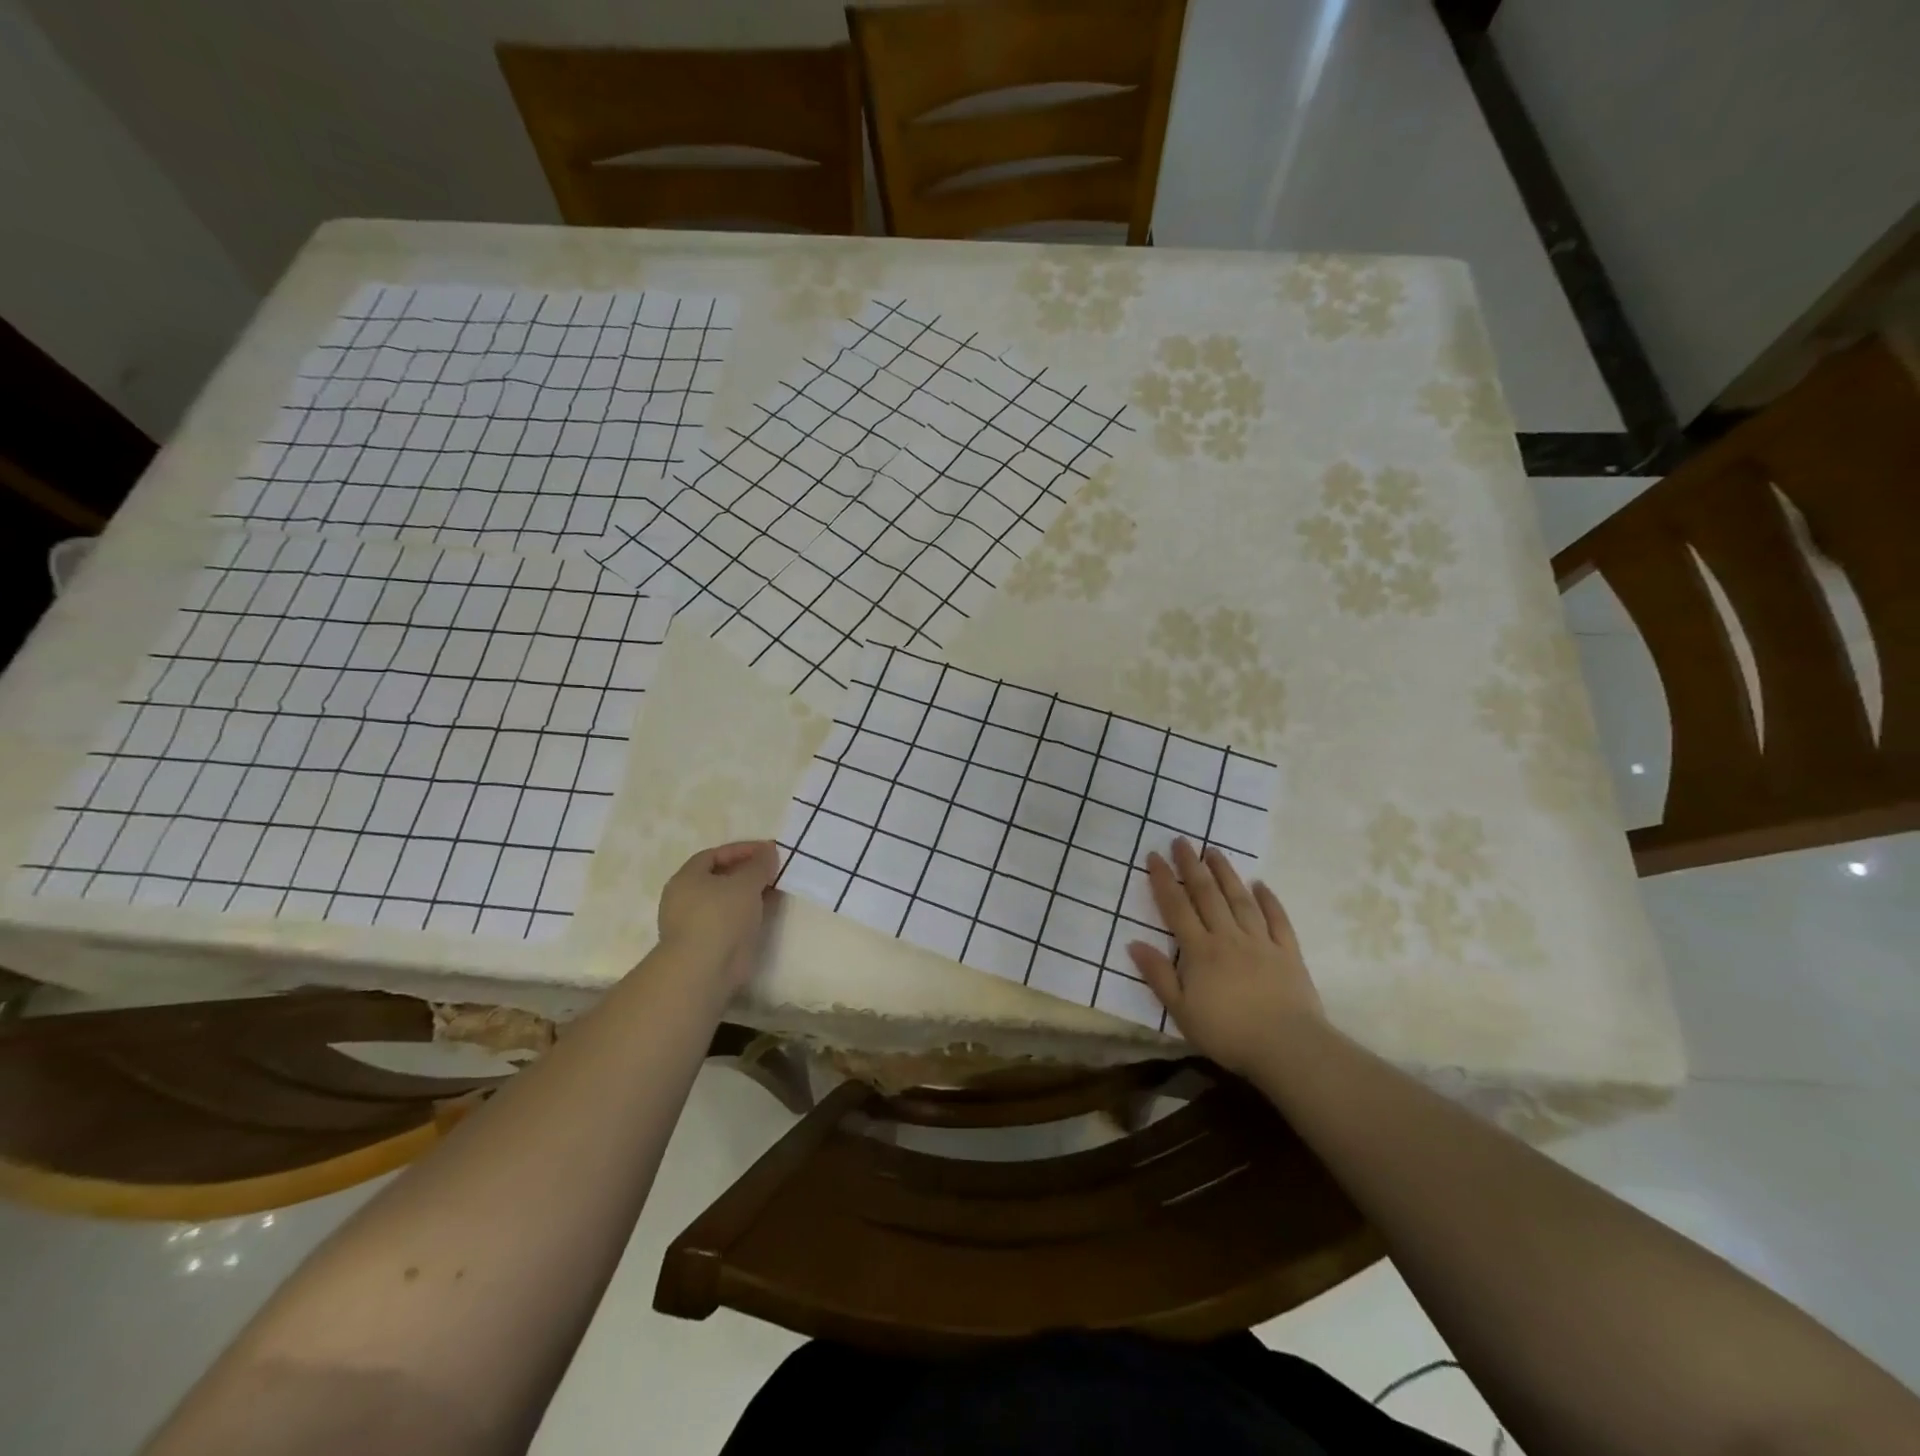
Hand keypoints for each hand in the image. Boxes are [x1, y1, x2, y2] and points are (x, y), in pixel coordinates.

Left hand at [656, 841, 780, 991]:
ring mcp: (694, 923)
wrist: (704, 969)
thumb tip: (769, 850)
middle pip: (719, 877)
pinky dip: (747, 913)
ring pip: (726, 900)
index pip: (714, 855)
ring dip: (748, 893)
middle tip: (772, 869)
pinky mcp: (706, 944)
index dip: (741, 850)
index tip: (767, 850)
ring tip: (774, 888)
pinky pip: (730, 920)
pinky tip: (766, 911)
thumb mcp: (745, 883)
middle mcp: (685, 898)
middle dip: (746, 871)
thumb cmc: (721, 917)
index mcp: (686, 878)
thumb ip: (759, 865)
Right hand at [1127, 837, 1324, 1074]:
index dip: (1164, 881)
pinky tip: (1261, 885)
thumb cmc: (1228, 1033)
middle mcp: (1228, 937)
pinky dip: (1269, 900)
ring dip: (1226, 873)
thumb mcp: (1181, 1012)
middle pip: (1207, 895)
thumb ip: (1158, 976)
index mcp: (1200, 951)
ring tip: (1214, 850)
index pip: (1177, 908)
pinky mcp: (1288, 952)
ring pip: (1240, 899)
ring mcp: (1261, 942)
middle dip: (1192, 866)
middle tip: (1182, 841)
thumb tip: (1134, 943)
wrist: (1287, 1047)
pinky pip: (1277, 919)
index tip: (1154, 856)